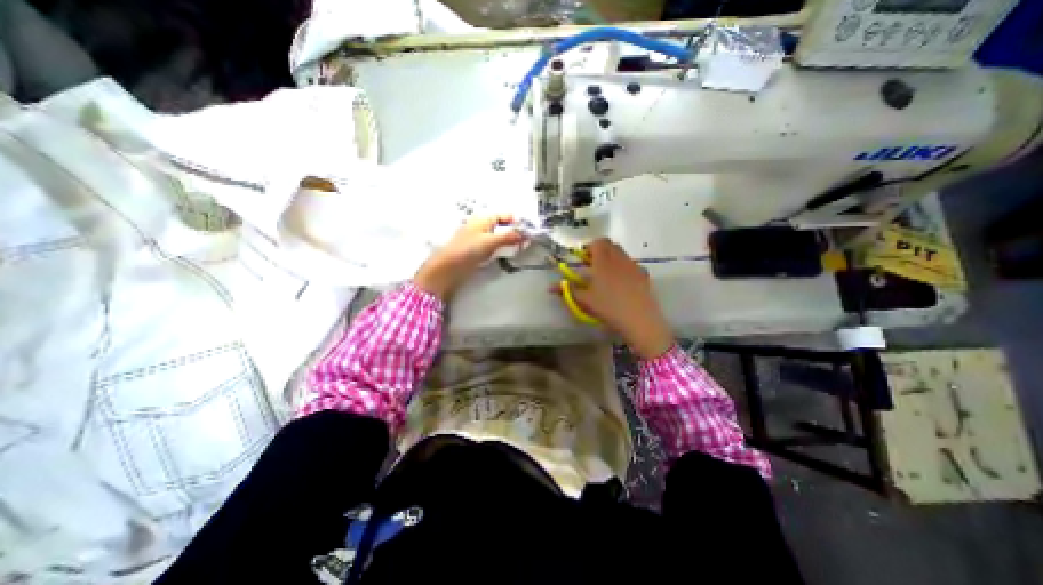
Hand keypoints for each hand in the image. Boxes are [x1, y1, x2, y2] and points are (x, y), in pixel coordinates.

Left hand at [410, 213, 519, 301]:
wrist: (447, 269)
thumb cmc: (467, 250)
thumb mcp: (490, 241)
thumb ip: (509, 237)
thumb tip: (526, 234)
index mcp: (483, 219)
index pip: (505, 215)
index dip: (517, 221)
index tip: (529, 231)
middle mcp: (482, 226)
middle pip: (503, 226)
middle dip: (515, 233)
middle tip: (527, 242)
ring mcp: (479, 239)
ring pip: (499, 237)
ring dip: (509, 242)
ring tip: (520, 249)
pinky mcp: (477, 252)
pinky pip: (494, 248)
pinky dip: (502, 250)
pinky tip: (507, 256)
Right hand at [562, 237, 676, 357]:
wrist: (639, 319)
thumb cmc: (608, 307)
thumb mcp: (585, 300)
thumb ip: (568, 290)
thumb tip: (550, 287)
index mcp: (603, 260)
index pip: (598, 242)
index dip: (589, 247)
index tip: (583, 258)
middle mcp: (620, 258)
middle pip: (611, 245)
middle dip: (601, 251)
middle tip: (592, 266)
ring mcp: (634, 266)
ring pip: (622, 254)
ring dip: (612, 259)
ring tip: (606, 276)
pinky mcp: (644, 275)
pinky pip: (632, 265)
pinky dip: (624, 268)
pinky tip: (622, 284)